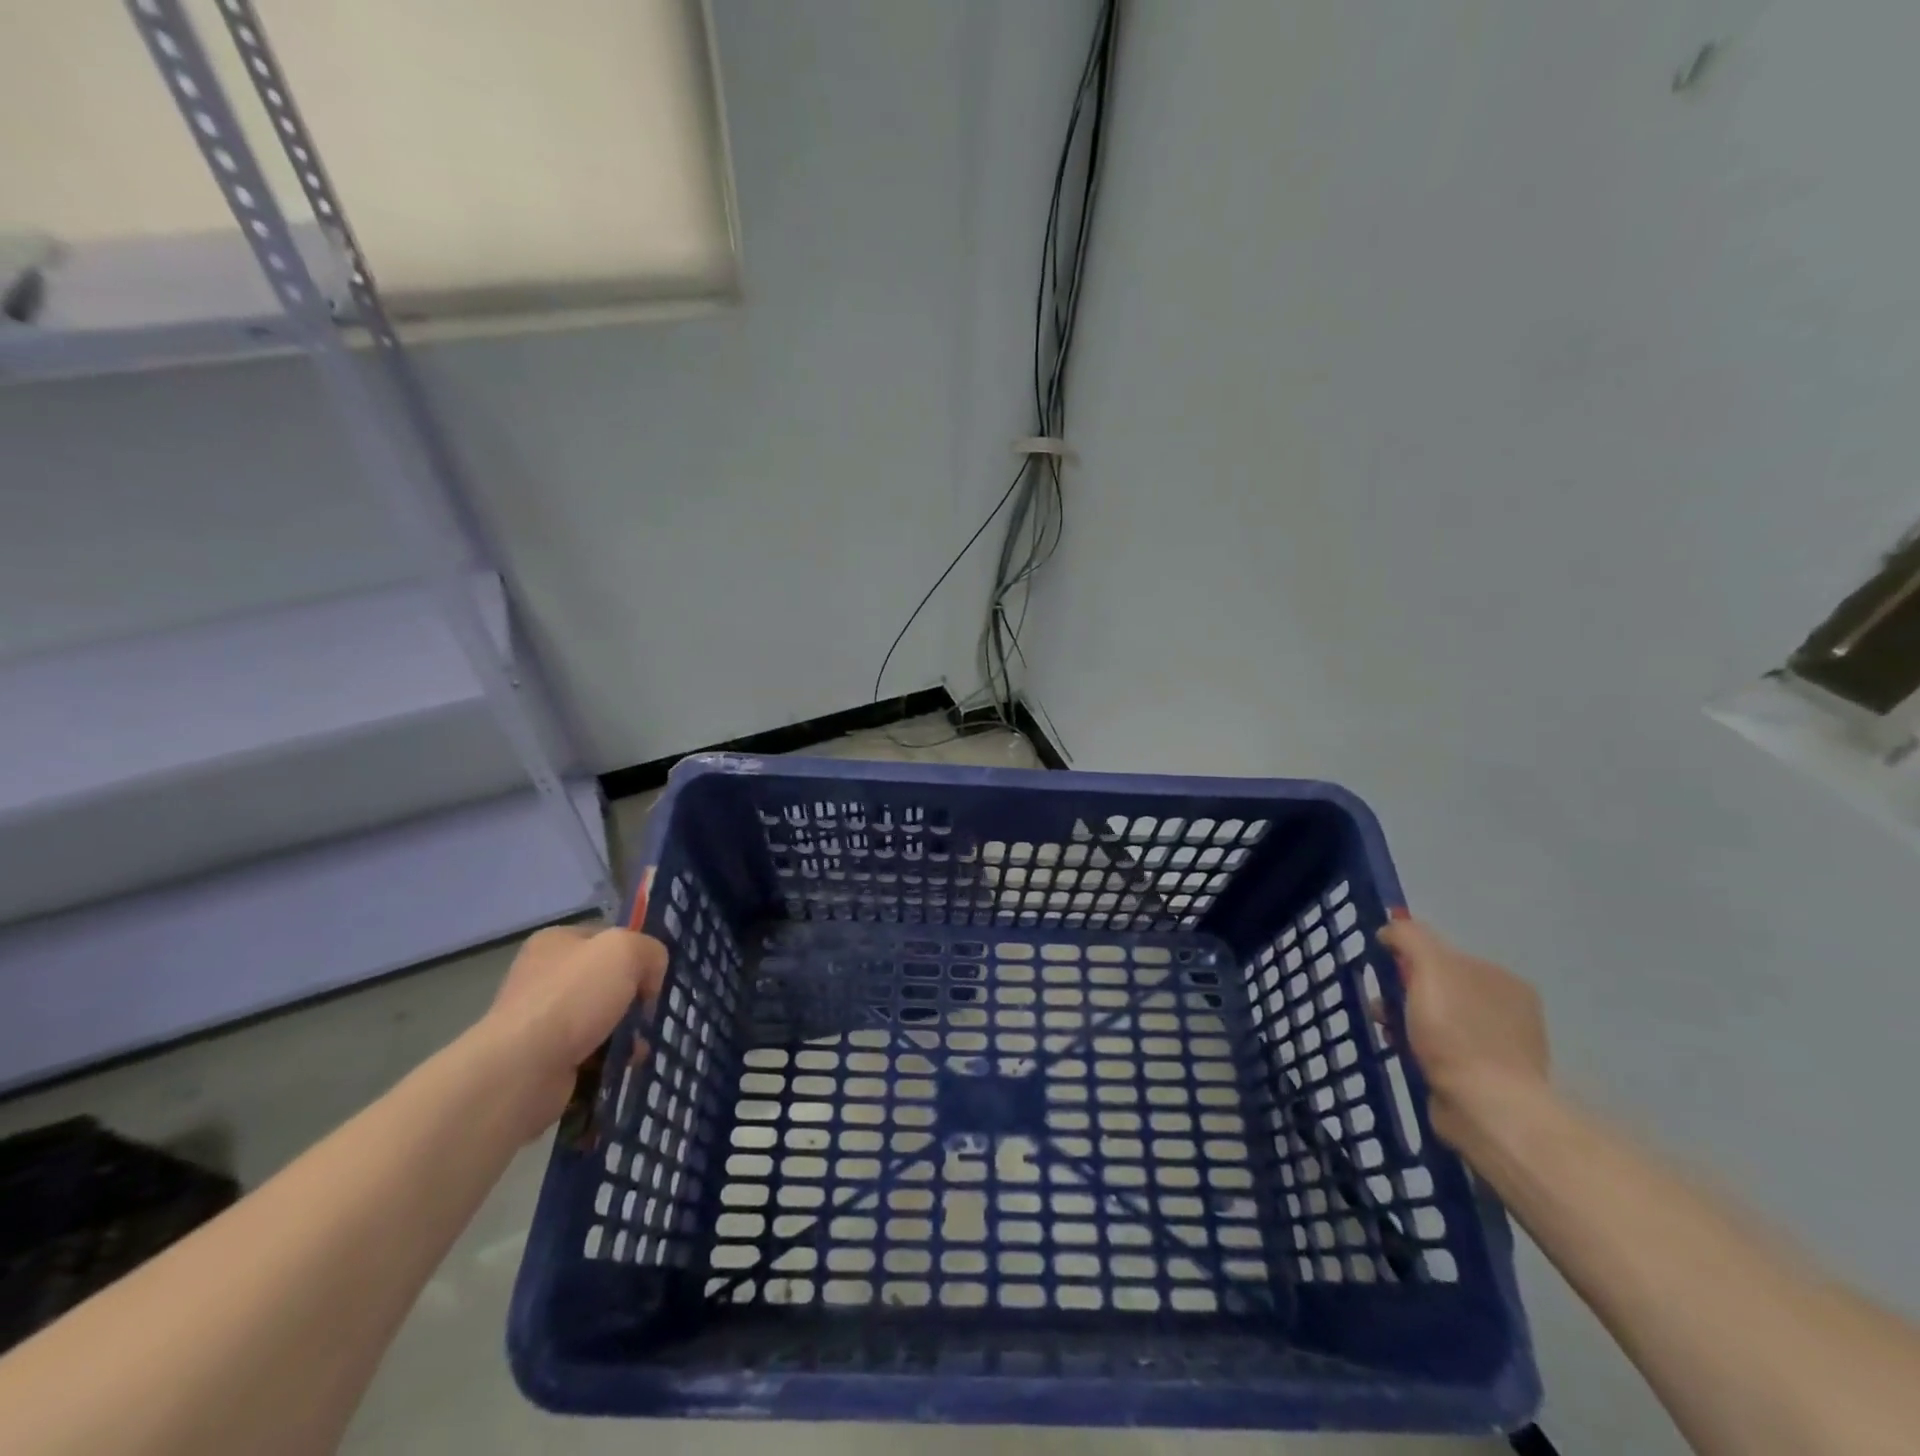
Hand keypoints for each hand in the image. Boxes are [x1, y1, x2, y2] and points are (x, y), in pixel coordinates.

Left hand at [476, 925, 667, 1137]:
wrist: (521, 1070)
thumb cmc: (573, 998)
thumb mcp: (627, 951)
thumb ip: (651, 952)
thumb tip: (650, 979)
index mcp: (555, 941)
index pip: (608, 939)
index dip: (636, 954)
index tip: (654, 978)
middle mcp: (543, 976)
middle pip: (607, 981)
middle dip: (634, 999)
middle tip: (650, 1014)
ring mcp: (540, 1019)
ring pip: (601, 1019)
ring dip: (626, 1032)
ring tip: (641, 1047)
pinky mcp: (542, 1058)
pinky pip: (590, 1052)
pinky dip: (610, 1058)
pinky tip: (623, 1065)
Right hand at [1376, 916, 1549, 1147]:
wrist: (1485, 1107)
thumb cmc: (1457, 1032)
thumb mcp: (1429, 967)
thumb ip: (1409, 937)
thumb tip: (1391, 929)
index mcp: (1503, 980)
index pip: (1445, 956)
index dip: (1409, 960)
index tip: (1385, 974)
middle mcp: (1508, 1010)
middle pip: (1440, 988)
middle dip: (1404, 993)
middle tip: (1381, 1006)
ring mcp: (1500, 1047)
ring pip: (1438, 1020)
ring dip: (1407, 1021)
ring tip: (1388, 1033)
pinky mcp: (1486, 1079)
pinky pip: (1443, 1051)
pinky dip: (1420, 1049)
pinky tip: (1406, 1055)